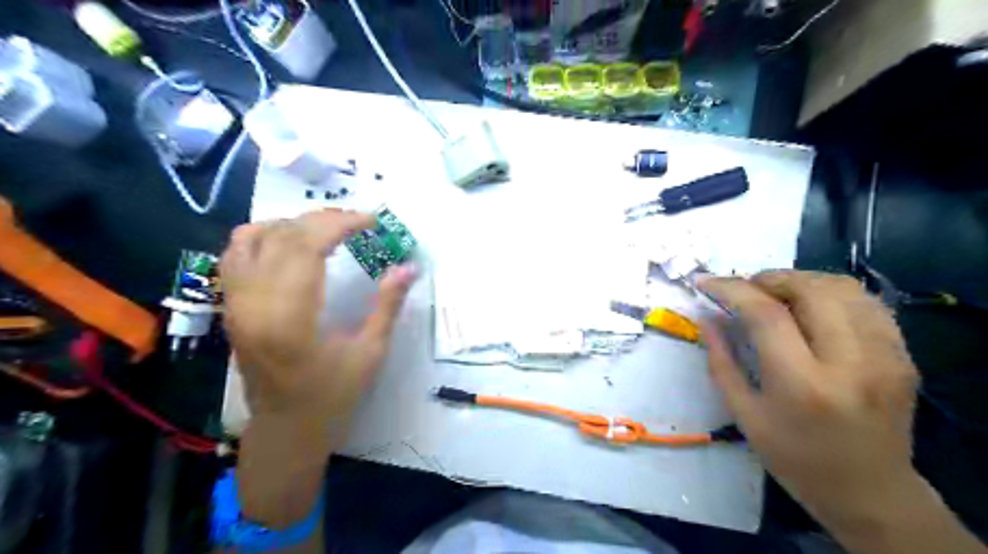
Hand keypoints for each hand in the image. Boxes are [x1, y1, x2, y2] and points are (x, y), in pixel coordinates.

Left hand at [219, 211, 414, 433]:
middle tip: (358, 221)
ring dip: (293, 223)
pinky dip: (264, 235)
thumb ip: (388, 305)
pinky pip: (236, 254)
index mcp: (290, 318)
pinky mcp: (231, 306)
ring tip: (327, 229)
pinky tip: (291, 242)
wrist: (285, 428)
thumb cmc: (332, 396)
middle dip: (324, 219)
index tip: (371, 220)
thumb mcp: (370, 353)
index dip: (340, 224)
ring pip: (253, 237)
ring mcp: (236, 303)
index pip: (307, 247)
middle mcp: (254, 303)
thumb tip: (410, 267)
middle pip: (282, 236)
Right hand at [693, 273, 918, 523]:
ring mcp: (885, 357)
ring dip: (800, 280)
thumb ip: (721, 360)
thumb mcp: (744, 413)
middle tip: (744, 288)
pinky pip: (866, 302)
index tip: (706, 281)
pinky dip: (831, 292)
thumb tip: (707, 316)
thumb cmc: (794, 457)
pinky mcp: (903, 355)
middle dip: (768, 279)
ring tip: (775, 293)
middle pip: (810, 290)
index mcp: (803, 385)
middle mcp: (850, 363)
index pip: (766, 315)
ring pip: (843, 288)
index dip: (731, 289)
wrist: (870, 491)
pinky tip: (811, 305)